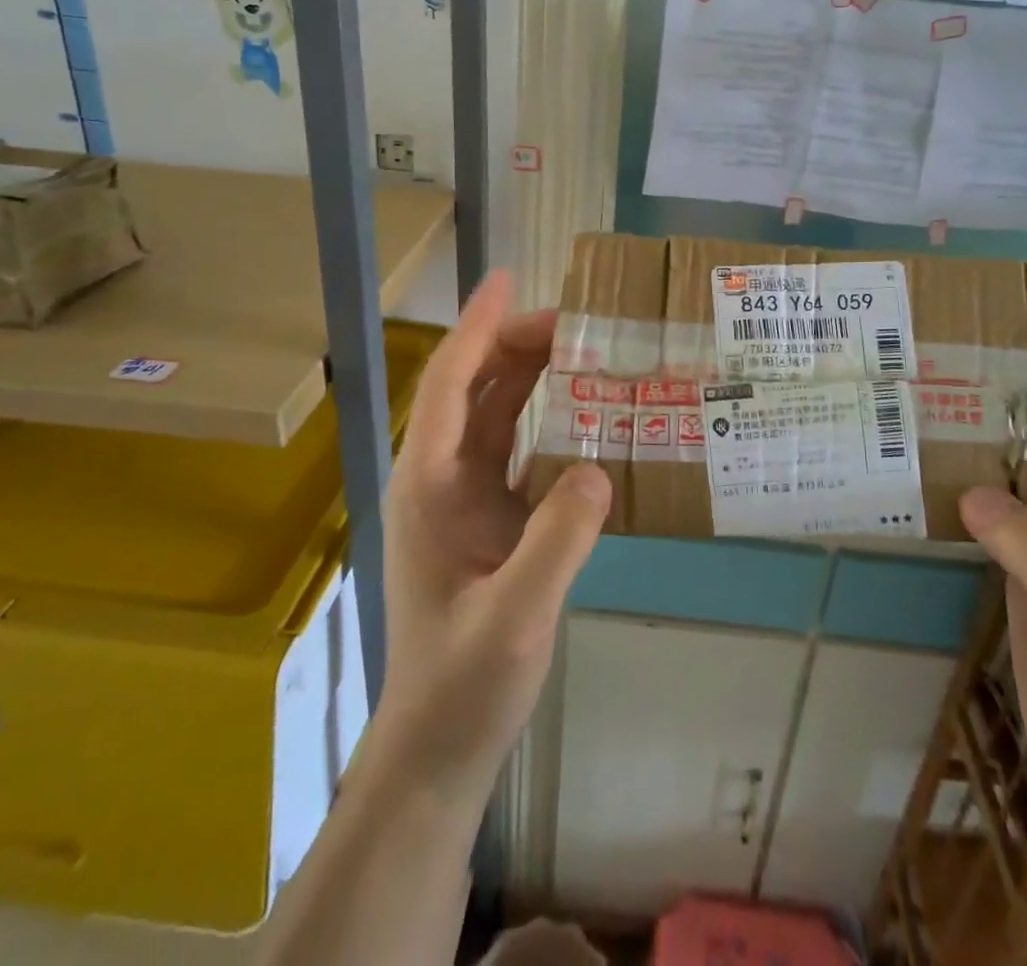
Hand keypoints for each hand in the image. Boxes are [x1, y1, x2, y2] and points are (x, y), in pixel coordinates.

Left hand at [372, 270, 612, 803]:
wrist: (439, 747)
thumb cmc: (465, 683)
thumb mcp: (516, 617)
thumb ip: (557, 542)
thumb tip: (598, 468)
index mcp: (429, 485)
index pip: (450, 384)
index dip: (478, 328)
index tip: (508, 280)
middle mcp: (439, 479)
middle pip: (473, 389)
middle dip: (514, 343)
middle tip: (576, 320)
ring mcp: (461, 500)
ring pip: (493, 416)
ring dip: (528, 376)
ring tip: (580, 348)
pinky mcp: (486, 521)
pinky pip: (514, 450)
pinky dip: (542, 421)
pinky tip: (581, 415)